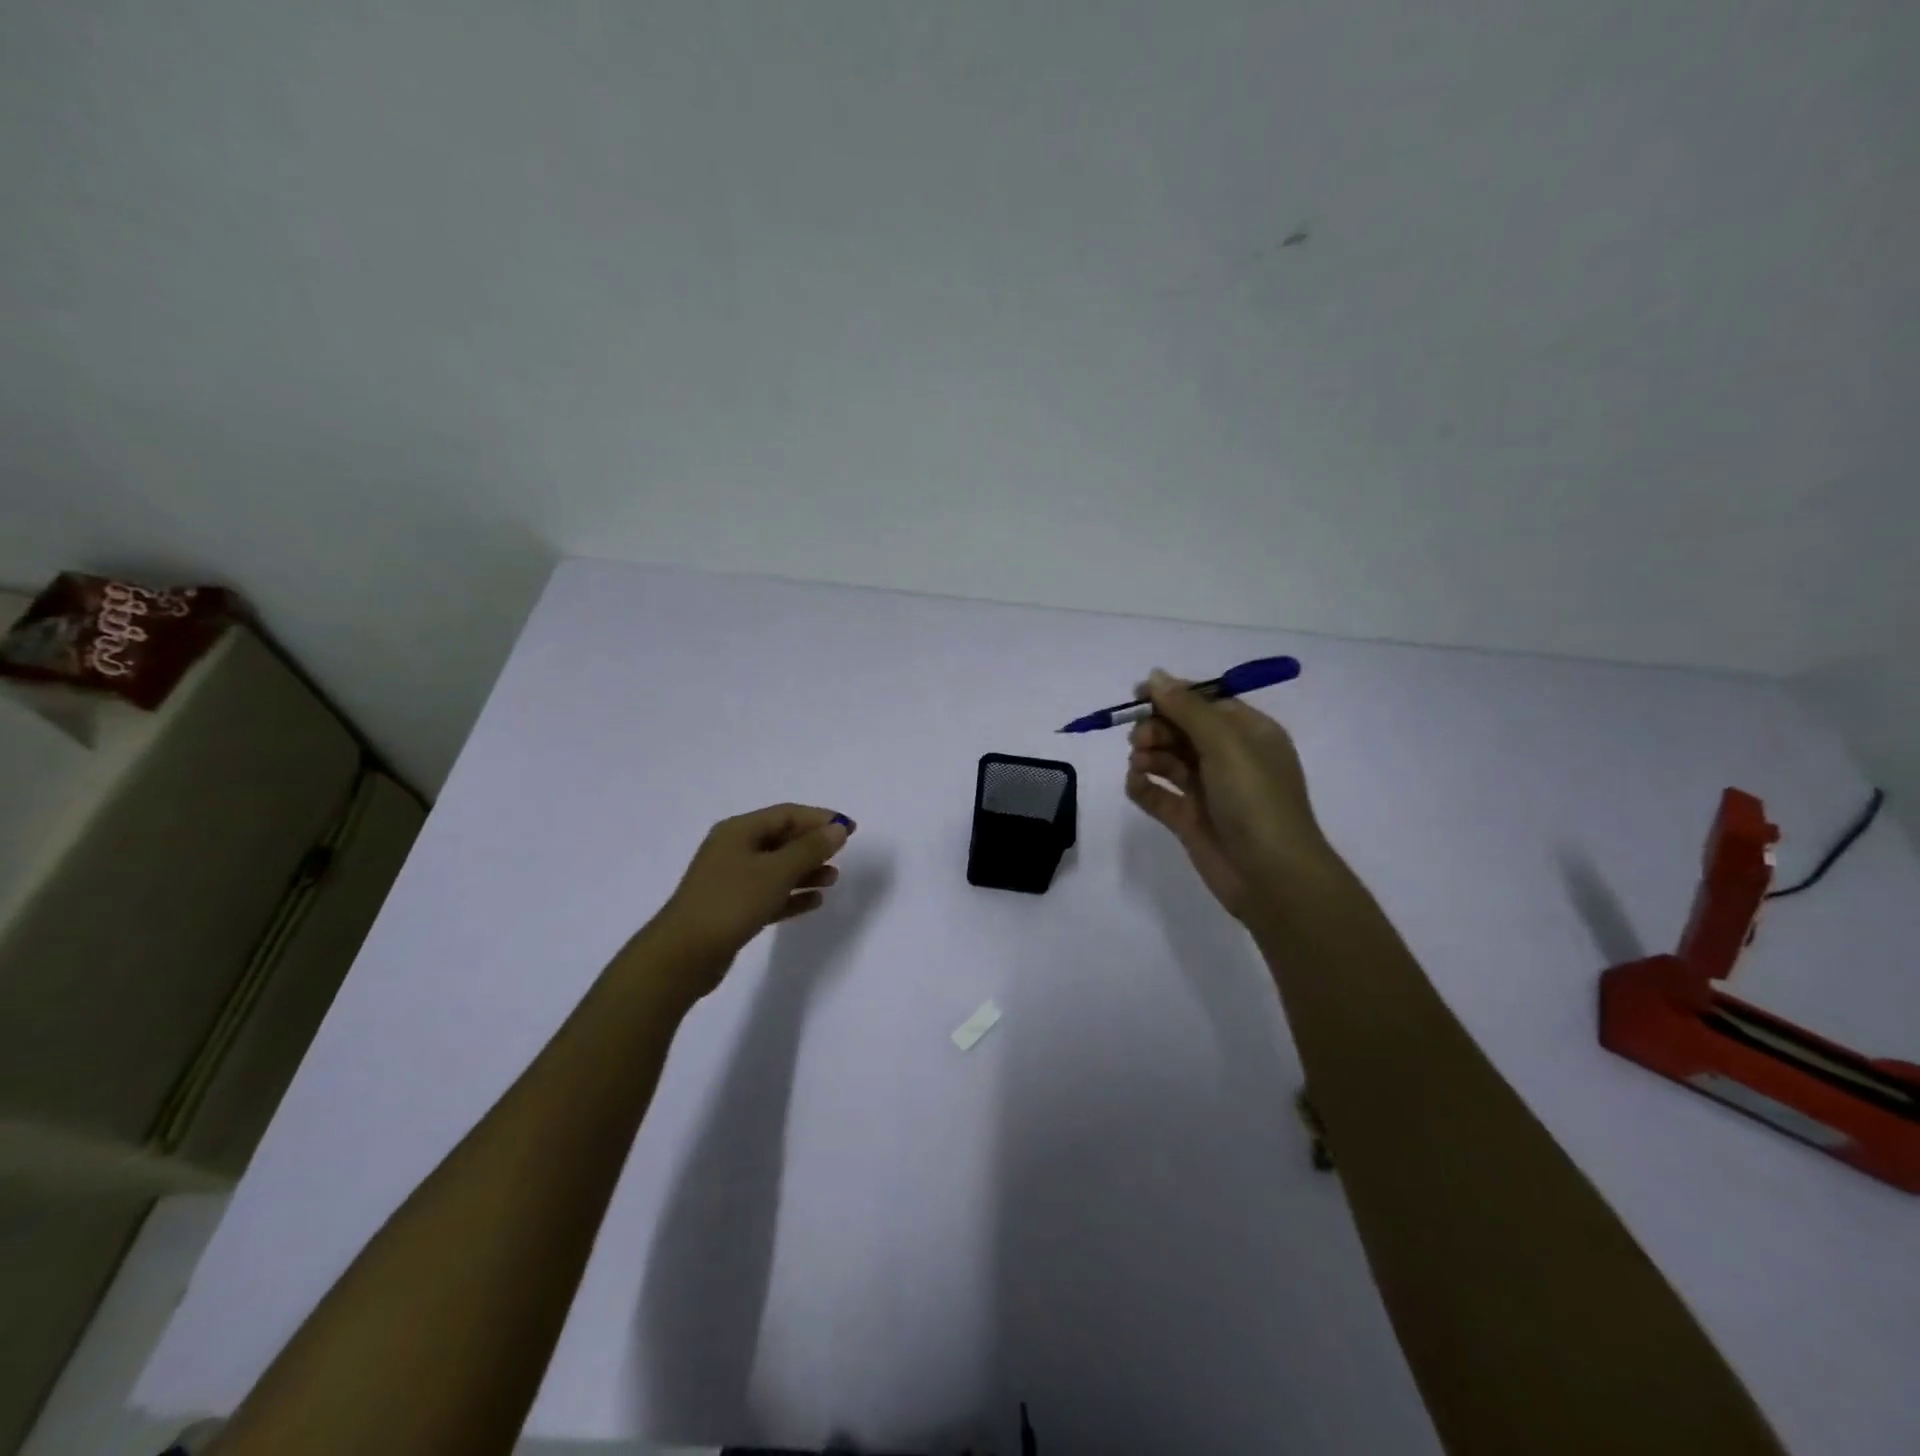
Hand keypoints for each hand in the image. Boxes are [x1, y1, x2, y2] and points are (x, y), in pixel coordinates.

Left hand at [641, 803, 854, 993]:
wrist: (683, 955)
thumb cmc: (731, 902)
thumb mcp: (777, 872)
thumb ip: (810, 849)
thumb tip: (837, 829)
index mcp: (739, 831)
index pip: (786, 814)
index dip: (819, 818)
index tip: (849, 829)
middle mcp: (733, 850)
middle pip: (781, 839)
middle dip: (813, 845)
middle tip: (843, 854)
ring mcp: (731, 880)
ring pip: (777, 868)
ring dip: (806, 871)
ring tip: (833, 880)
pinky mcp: (732, 909)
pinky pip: (769, 894)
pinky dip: (792, 895)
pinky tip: (814, 902)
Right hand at [1125, 668, 1330, 921]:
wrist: (1272, 876)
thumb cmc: (1256, 800)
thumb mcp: (1226, 744)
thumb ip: (1187, 709)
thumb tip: (1156, 675)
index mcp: (1249, 734)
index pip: (1205, 703)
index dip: (1172, 697)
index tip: (1138, 695)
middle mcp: (1229, 758)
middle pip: (1181, 730)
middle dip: (1156, 728)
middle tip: (1139, 739)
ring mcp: (1208, 790)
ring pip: (1167, 760)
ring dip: (1148, 755)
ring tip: (1140, 764)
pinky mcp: (1189, 820)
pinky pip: (1157, 794)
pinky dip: (1143, 786)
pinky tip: (1137, 784)